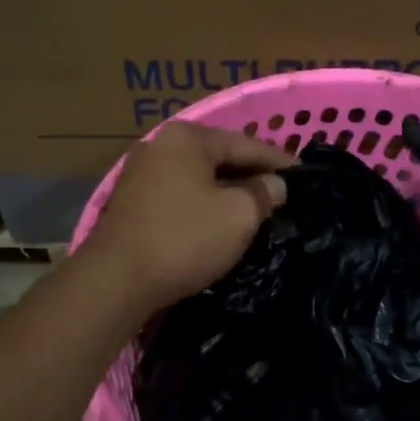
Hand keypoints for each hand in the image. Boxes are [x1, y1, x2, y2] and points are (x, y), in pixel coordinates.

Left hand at [81, 122, 292, 312]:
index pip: (246, 144)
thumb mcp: (239, 215)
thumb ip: (264, 193)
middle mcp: (161, 146)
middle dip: (251, 175)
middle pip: (220, 158)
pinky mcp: (131, 203)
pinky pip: (180, 196)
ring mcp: (141, 174)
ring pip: (199, 178)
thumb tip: (275, 184)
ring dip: (227, 192)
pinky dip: (203, 205)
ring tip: (255, 209)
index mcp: (188, 138)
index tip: (303, 175)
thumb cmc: (184, 239)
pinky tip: (219, 222)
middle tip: (282, 193)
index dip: (278, 161)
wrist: (116, 281)